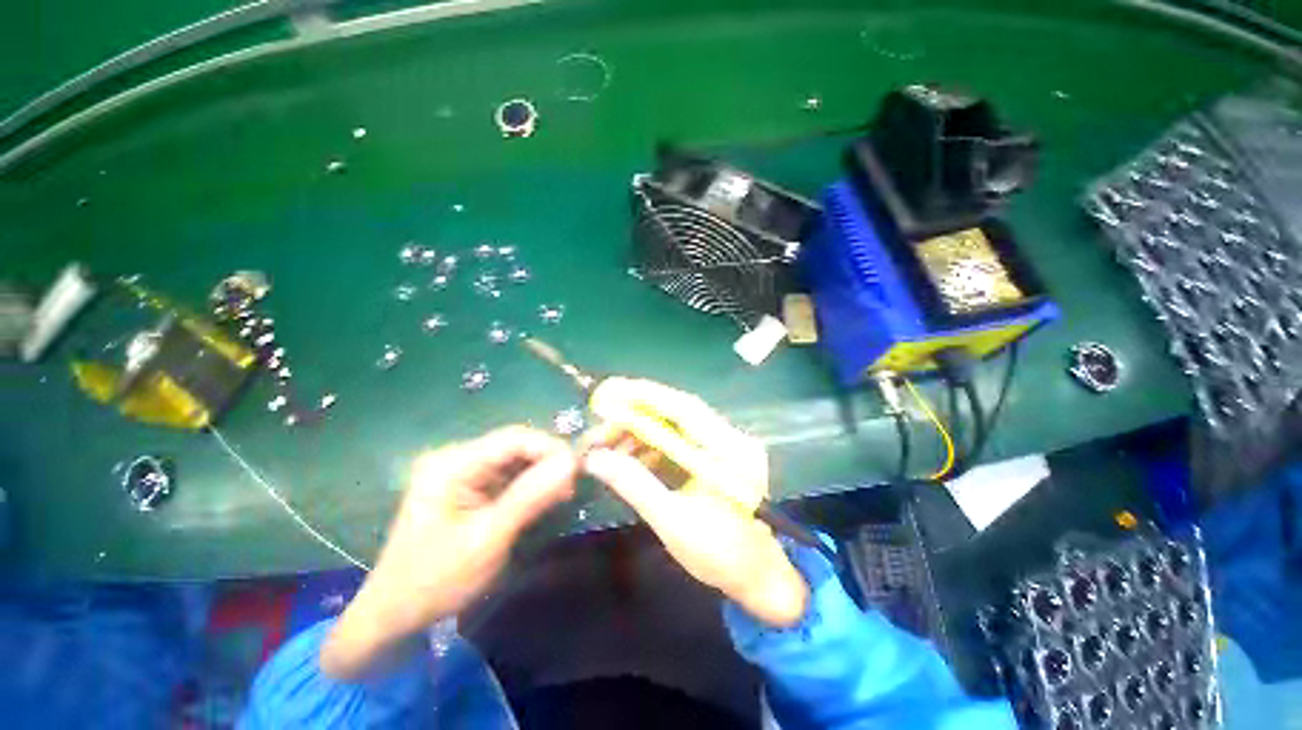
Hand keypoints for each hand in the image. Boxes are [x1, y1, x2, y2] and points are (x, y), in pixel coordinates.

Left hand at [322, 426, 576, 677]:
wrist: (394, 616)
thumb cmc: (436, 580)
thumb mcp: (488, 539)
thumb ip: (530, 497)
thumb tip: (571, 463)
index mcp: (452, 465)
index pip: (513, 438)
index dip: (550, 447)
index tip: (578, 469)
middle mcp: (456, 458)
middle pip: (515, 446)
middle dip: (547, 462)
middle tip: (573, 486)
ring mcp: (461, 472)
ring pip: (515, 460)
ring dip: (541, 474)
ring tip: (563, 494)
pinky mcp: (468, 487)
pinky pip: (508, 475)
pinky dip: (529, 485)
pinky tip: (543, 499)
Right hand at [581, 379, 807, 627]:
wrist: (756, 577)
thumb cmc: (721, 556)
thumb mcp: (672, 522)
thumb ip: (634, 485)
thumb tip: (594, 458)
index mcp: (730, 452)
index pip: (685, 409)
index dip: (645, 396)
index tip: (610, 391)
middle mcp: (731, 439)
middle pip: (679, 413)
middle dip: (637, 414)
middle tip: (602, 422)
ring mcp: (725, 446)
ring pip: (676, 426)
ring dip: (641, 432)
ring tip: (609, 445)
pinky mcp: (716, 456)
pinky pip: (680, 442)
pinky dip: (653, 446)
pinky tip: (630, 457)